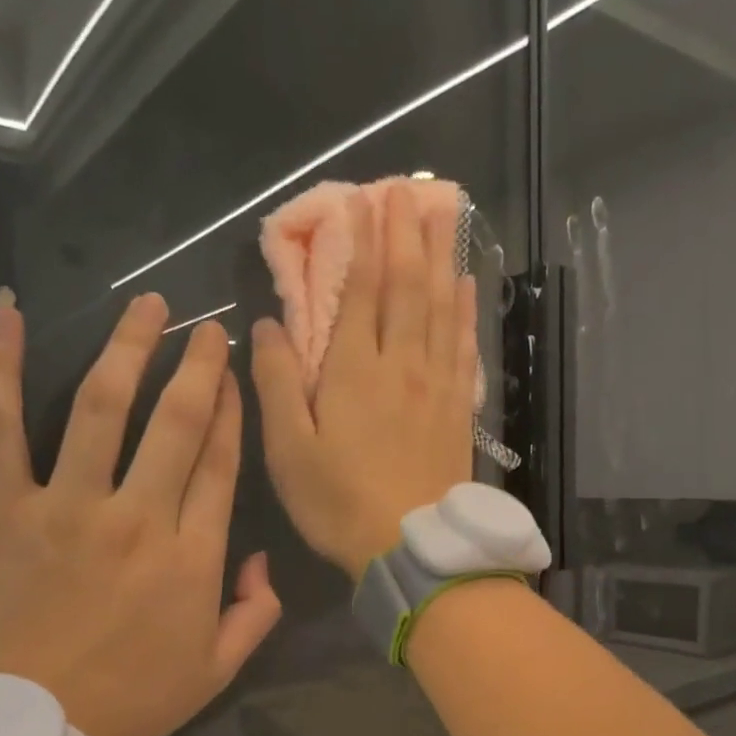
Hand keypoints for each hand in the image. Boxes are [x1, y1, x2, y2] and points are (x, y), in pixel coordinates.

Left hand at [0, 290, 280, 735]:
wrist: (19, 731)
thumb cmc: (126, 704)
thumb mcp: (215, 672)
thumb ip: (254, 614)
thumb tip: (263, 560)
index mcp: (193, 557)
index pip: (221, 463)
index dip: (233, 411)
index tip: (235, 374)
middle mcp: (139, 516)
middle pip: (177, 421)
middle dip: (198, 365)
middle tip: (207, 325)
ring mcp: (68, 505)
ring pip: (103, 406)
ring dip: (130, 348)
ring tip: (148, 305)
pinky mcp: (2, 506)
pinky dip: (3, 364)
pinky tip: (11, 312)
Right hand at [252, 181, 478, 576]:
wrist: (412, 547)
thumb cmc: (340, 503)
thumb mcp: (289, 449)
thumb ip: (277, 382)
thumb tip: (267, 324)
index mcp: (354, 371)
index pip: (359, 291)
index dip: (361, 242)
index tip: (363, 199)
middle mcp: (400, 365)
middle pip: (407, 287)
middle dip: (407, 234)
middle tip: (410, 188)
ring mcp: (435, 385)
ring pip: (441, 308)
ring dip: (443, 257)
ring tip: (447, 215)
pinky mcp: (457, 409)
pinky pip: (464, 347)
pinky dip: (466, 311)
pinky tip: (468, 285)